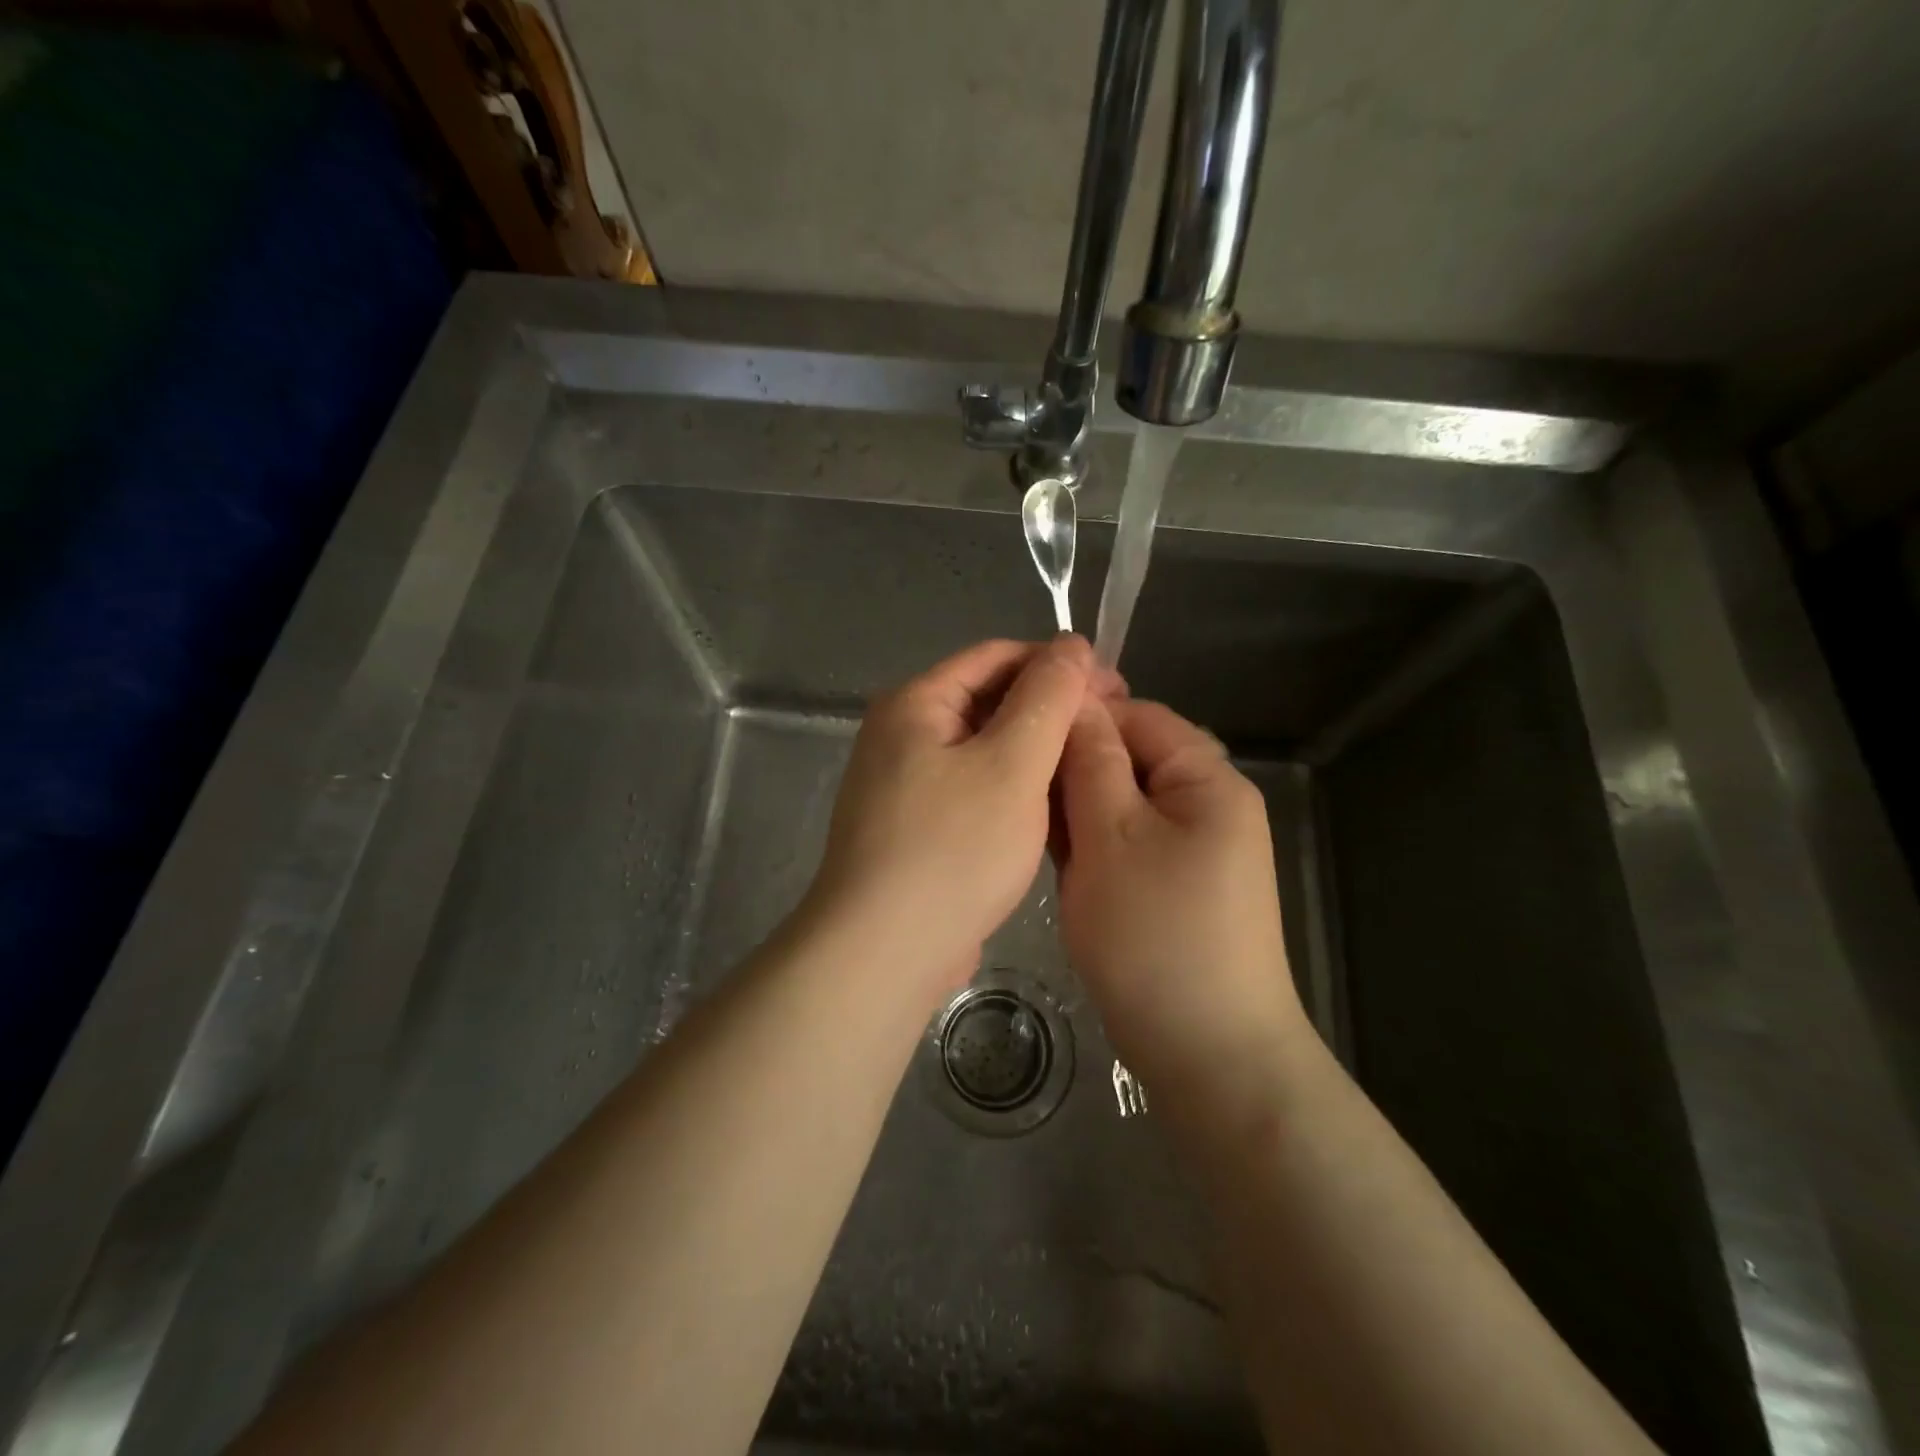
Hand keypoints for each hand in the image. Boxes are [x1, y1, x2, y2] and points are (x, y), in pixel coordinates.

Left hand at [806, 636, 1104, 999]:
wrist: (884, 951)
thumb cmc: (953, 849)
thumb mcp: (1012, 763)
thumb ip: (1047, 697)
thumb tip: (1071, 643)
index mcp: (916, 703)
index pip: (997, 657)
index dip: (1058, 664)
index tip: (1116, 687)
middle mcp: (902, 734)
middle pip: (988, 701)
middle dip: (1050, 711)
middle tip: (1111, 732)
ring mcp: (905, 784)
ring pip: (984, 750)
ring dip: (1035, 754)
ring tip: (1090, 769)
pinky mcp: (916, 827)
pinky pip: (973, 789)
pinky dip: (1012, 790)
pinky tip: (1050, 809)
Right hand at [1055, 697, 1309, 1098]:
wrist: (1206, 1054)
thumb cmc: (1155, 934)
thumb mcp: (1110, 835)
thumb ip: (1090, 761)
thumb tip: (1076, 700)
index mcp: (1207, 781)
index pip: (1138, 717)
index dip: (1080, 716)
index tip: (1019, 732)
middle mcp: (1206, 806)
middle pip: (1130, 760)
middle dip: (1073, 768)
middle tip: (1013, 785)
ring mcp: (1191, 851)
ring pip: (1120, 805)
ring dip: (1076, 809)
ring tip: (1024, 820)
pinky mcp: (1171, 887)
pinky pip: (1124, 844)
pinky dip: (1090, 845)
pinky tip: (1050, 856)